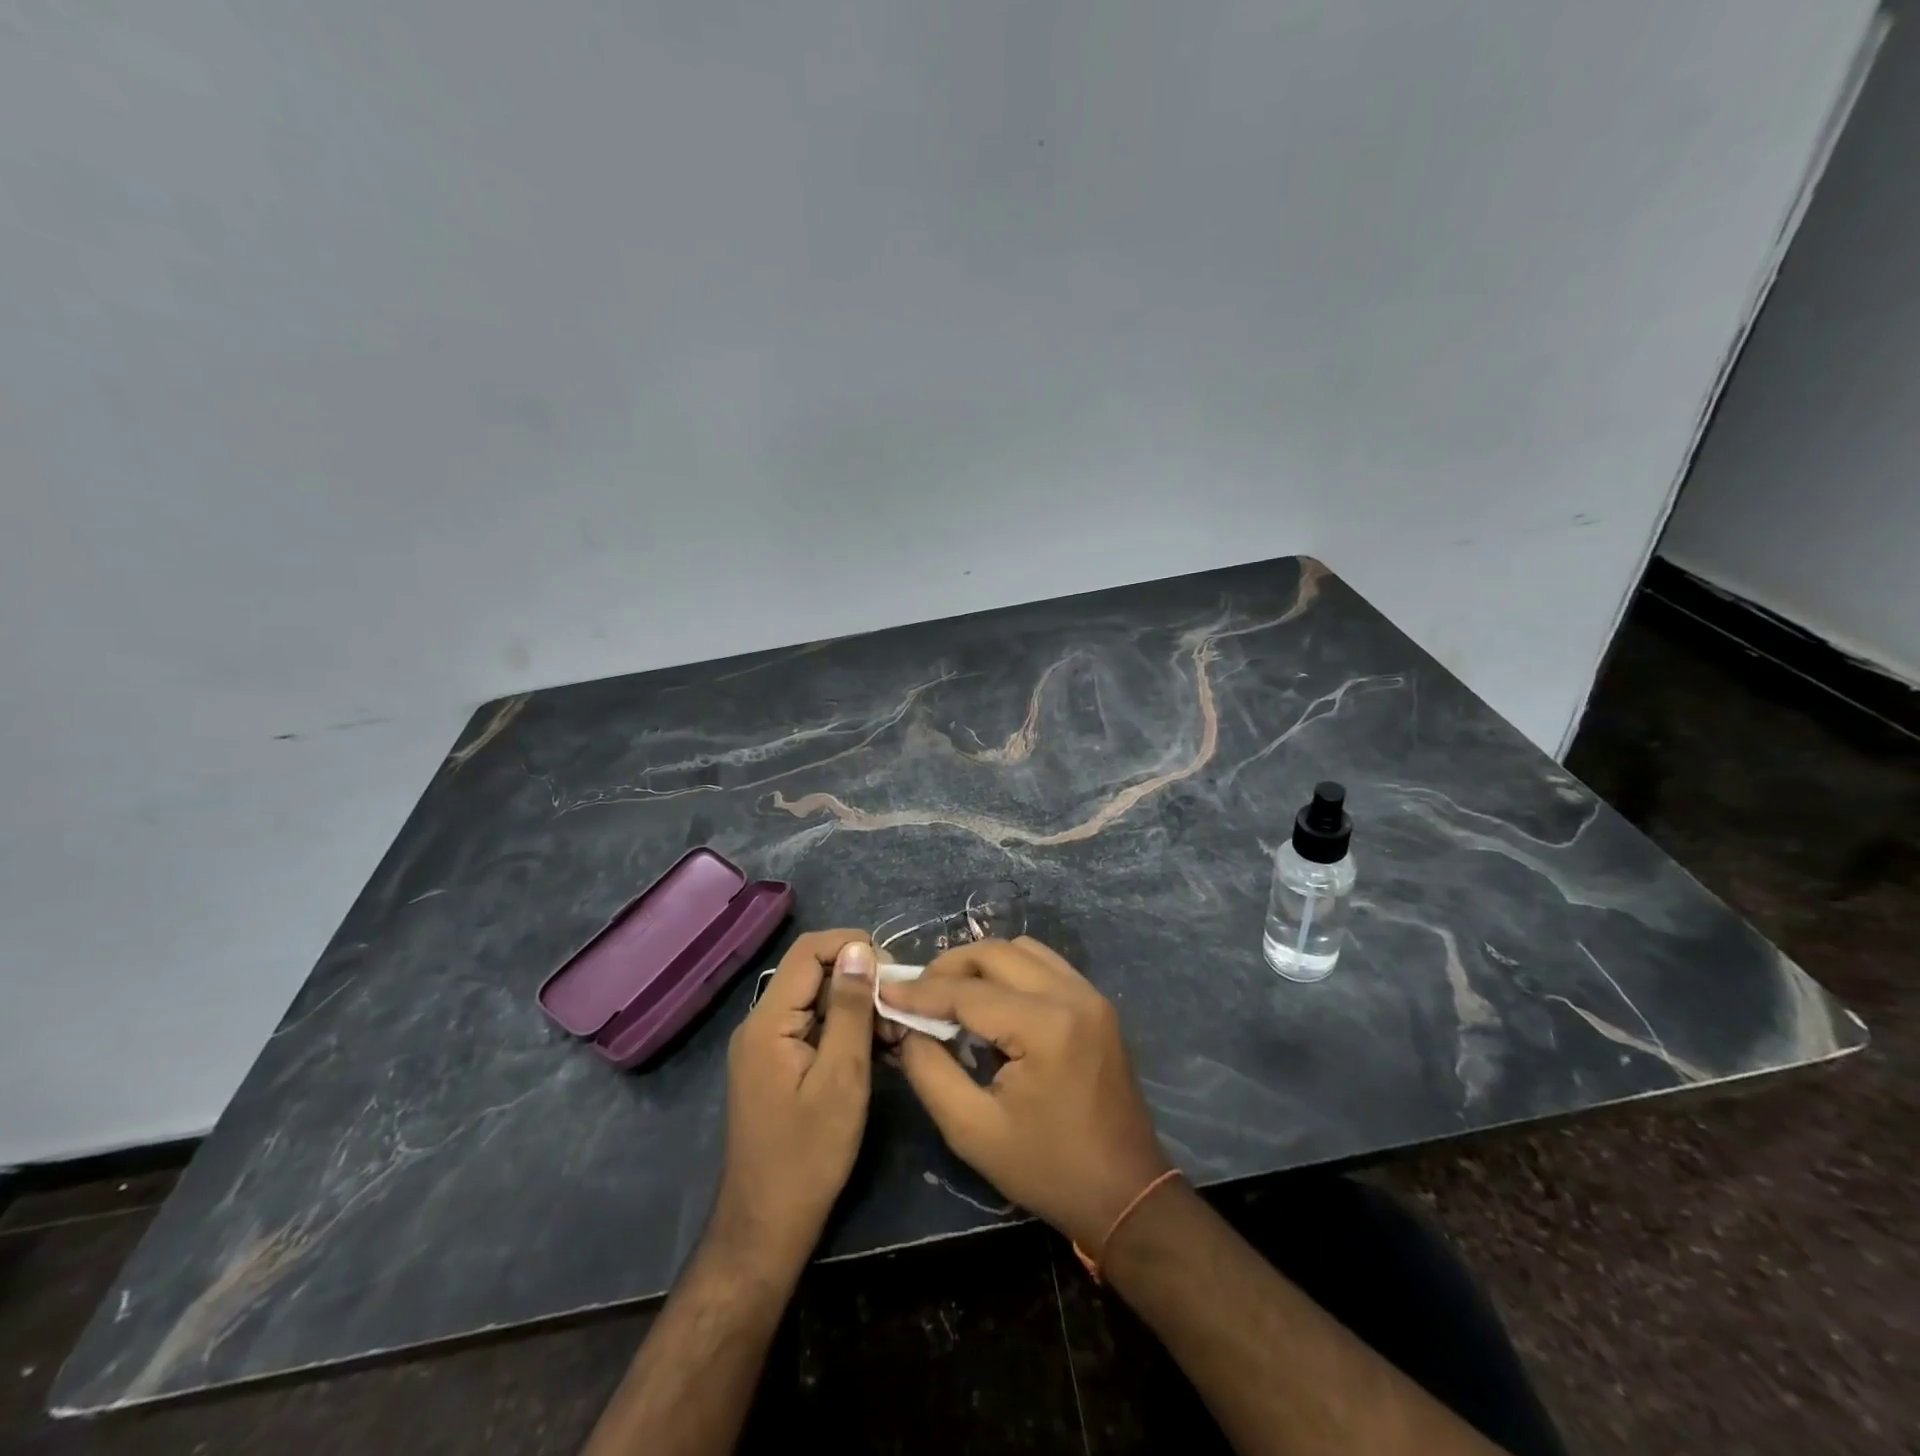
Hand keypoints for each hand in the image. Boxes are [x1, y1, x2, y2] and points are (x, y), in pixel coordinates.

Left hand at [714, 930, 876, 1270]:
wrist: (768, 1226)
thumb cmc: (809, 1154)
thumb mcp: (841, 1077)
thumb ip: (849, 1008)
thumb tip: (859, 948)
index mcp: (768, 1022)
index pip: (808, 951)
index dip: (852, 945)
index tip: (893, 969)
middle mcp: (761, 1024)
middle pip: (813, 973)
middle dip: (861, 980)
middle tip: (901, 1009)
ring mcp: (767, 1046)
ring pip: (817, 1001)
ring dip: (858, 1008)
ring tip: (897, 1034)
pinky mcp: (778, 1065)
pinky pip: (814, 1028)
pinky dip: (846, 1030)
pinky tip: (879, 1050)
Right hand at [882, 937, 1169, 1251]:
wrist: (1126, 1193)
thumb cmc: (1047, 1169)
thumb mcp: (972, 1131)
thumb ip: (930, 1071)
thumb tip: (908, 1028)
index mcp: (1046, 1026)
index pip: (969, 992)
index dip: (922, 992)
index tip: (885, 992)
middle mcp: (1072, 995)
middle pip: (996, 953)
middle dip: (949, 967)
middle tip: (916, 993)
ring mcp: (1090, 995)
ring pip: (1022, 950)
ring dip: (981, 964)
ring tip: (950, 994)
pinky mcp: (1096, 1003)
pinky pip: (1044, 965)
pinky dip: (1010, 971)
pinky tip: (990, 1001)